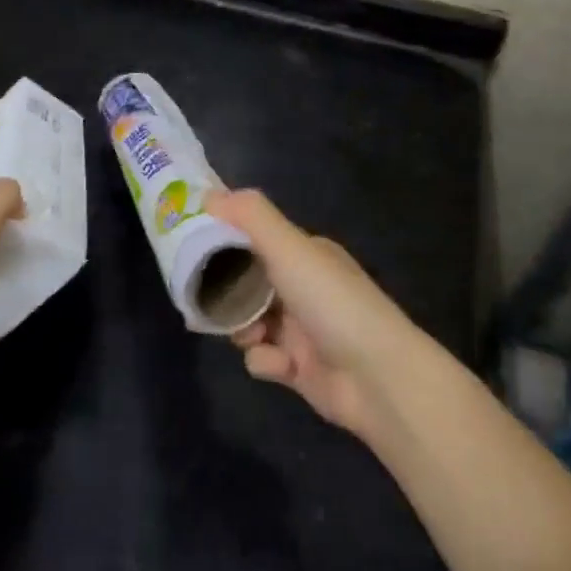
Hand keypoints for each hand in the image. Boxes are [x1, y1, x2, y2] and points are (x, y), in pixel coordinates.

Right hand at [207, 189, 419, 438]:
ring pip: (250, 321)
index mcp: (305, 253)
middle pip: (248, 282)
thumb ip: (250, 216)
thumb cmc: (330, 301)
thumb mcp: (289, 247)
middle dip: (227, 291)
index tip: (193, 246)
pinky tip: (278, 363)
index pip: (256, 238)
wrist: (378, 377)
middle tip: (201, 297)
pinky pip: (265, 358)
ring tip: (248, 334)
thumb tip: (208, 193)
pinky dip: (266, 360)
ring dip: (243, 328)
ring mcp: (302, 329)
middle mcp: (303, 286)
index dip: (225, 241)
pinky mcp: (299, 369)